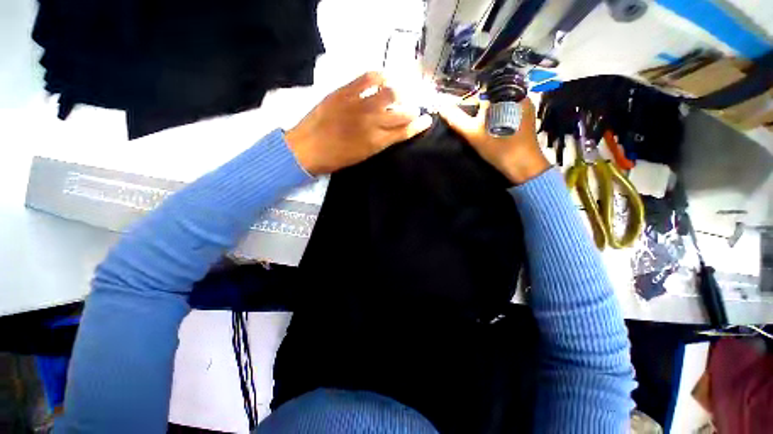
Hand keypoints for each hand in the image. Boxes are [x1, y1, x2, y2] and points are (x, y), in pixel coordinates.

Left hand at [286, 72, 432, 174]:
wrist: (307, 149)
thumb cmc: (336, 158)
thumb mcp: (363, 156)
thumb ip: (379, 142)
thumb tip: (392, 130)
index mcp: (377, 143)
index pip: (405, 131)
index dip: (419, 125)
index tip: (427, 120)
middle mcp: (373, 123)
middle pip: (403, 112)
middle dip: (413, 110)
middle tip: (412, 108)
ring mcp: (359, 105)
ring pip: (390, 93)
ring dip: (400, 93)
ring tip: (399, 93)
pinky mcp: (345, 92)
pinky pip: (368, 78)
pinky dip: (380, 76)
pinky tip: (384, 78)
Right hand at [439, 98, 549, 183]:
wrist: (523, 166)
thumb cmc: (498, 148)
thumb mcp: (473, 134)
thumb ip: (456, 119)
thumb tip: (441, 106)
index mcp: (507, 94)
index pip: (484, 88)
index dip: (470, 98)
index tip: (461, 108)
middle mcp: (520, 95)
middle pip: (493, 96)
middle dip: (479, 105)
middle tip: (469, 118)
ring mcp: (526, 107)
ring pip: (501, 104)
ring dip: (488, 112)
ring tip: (477, 123)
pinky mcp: (527, 118)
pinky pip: (508, 111)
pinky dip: (497, 116)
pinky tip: (490, 128)